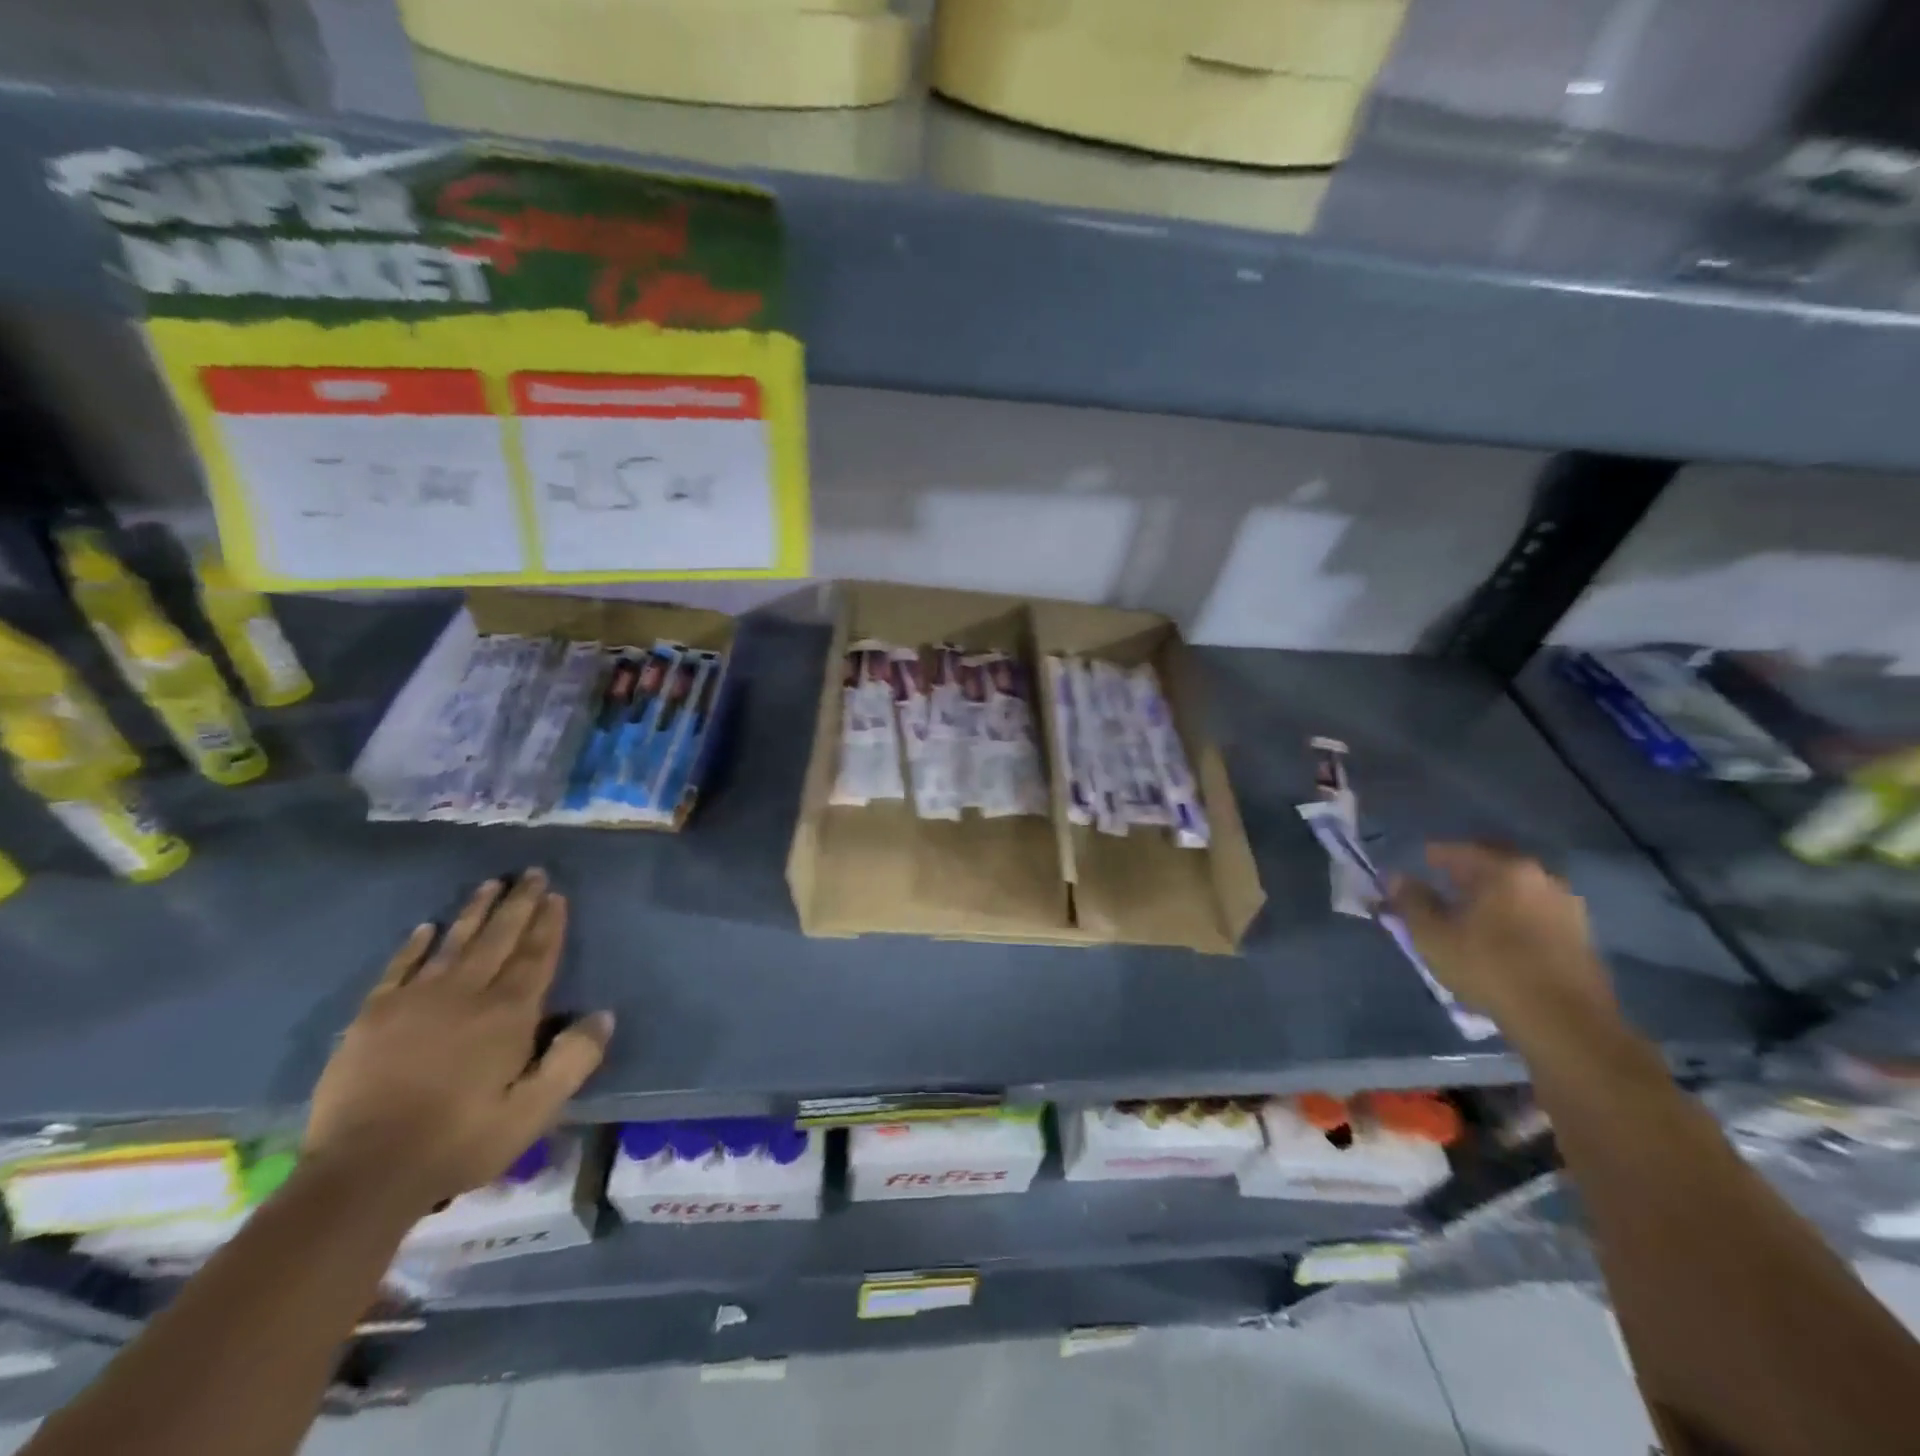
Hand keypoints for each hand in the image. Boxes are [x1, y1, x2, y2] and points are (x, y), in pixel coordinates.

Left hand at [303, 870, 613, 1211]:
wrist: (362, 1174)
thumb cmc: (460, 1141)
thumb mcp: (534, 1111)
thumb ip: (572, 1060)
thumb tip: (604, 1015)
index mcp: (508, 1015)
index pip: (535, 957)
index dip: (548, 924)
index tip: (556, 895)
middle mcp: (466, 994)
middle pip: (499, 938)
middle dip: (519, 903)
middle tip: (531, 872)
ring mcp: (416, 1001)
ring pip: (454, 942)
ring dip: (475, 911)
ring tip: (491, 884)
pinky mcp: (373, 1016)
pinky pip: (400, 968)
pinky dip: (415, 945)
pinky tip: (426, 927)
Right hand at [1389, 843, 1618, 1041]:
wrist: (1564, 1021)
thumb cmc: (1488, 967)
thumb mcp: (1431, 935)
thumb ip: (1410, 900)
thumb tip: (1394, 877)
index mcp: (1503, 868)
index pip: (1457, 850)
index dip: (1430, 858)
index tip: (1415, 870)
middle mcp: (1540, 876)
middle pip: (1492, 865)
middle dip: (1465, 873)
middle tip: (1442, 889)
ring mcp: (1567, 906)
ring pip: (1517, 890)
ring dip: (1493, 896)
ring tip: (1470, 916)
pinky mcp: (1582, 935)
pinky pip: (1536, 912)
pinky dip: (1514, 916)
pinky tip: (1500, 937)